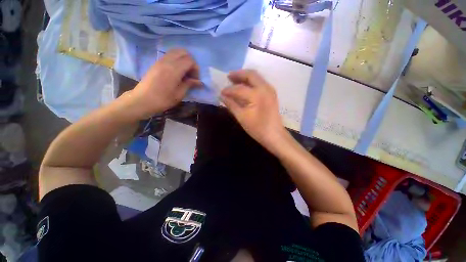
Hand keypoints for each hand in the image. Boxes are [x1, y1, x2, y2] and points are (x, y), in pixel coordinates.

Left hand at [127, 49, 200, 118]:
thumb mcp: (179, 94)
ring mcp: (160, 60)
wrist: (142, 100)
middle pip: (183, 52)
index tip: (195, 80)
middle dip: (191, 62)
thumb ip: (189, 84)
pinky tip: (177, 72)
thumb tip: (200, 82)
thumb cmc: (163, 99)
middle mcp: (167, 61)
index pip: (190, 60)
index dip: (196, 69)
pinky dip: (177, 60)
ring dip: (184, 60)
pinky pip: (169, 55)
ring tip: (185, 72)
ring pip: (176, 51)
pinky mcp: (157, 63)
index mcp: (174, 69)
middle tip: (191, 74)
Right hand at [221, 70, 287, 151]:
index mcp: (257, 95)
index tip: (221, 92)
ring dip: (245, 77)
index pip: (239, 88)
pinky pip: (260, 82)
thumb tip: (221, 96)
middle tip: (228, 77)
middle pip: (251, 75)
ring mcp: (270, 90)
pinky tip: (244, 86)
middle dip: (238, 74)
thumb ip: (231, 105)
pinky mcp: (271, 93)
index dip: (228, 90)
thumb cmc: (257, 128)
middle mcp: (265, 88)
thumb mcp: (242, 117)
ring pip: (256, 77)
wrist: (274, 135)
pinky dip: (251, 81)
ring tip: (234, 80)